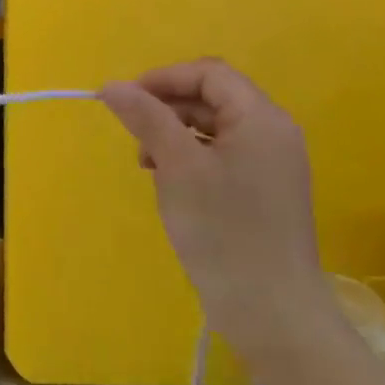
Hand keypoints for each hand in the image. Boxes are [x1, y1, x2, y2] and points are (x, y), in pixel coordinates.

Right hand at [100, 60, 328, 360]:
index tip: (124, 101)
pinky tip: (168, 182)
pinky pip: (219, 154)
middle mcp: (272, 133)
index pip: (209, 73)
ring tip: (147, 165)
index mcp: (261, 119)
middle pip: (211, 97)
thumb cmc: (224, 230)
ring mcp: (270, 164)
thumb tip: (112, 86)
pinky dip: (188, 157)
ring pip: (211, 126)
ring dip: (172, 133)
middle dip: (166, 108)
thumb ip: (146, 118)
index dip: (163, 79)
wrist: (272, 312)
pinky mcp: (262, 191)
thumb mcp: (177, 166)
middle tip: (133, 137)